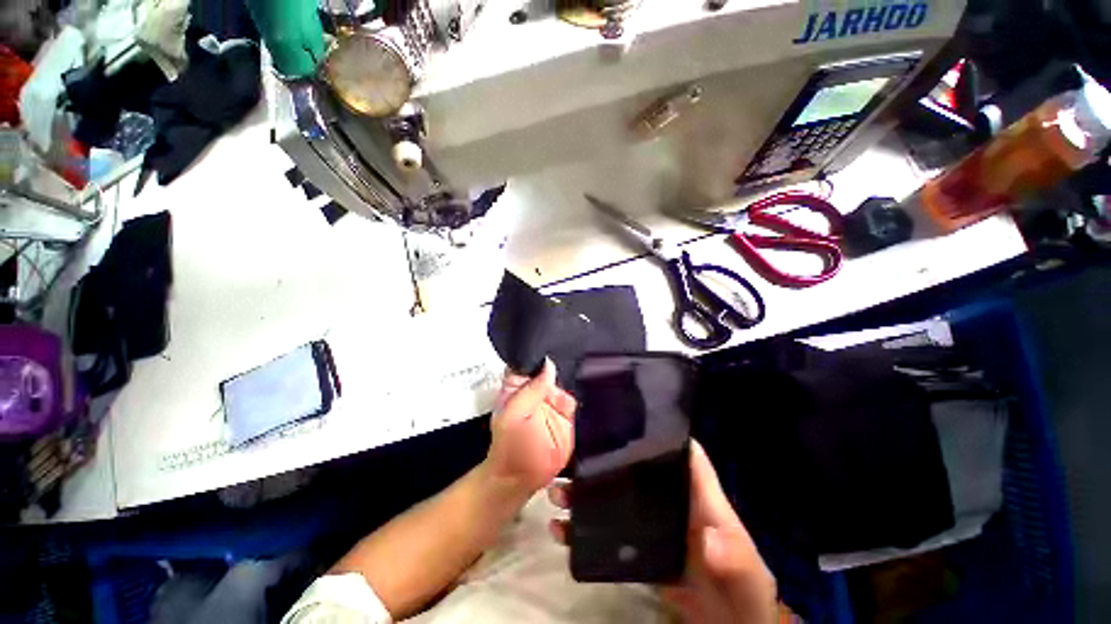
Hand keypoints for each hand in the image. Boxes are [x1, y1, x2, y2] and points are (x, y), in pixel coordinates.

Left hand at [486, 360, 576, 496]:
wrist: (522, 479)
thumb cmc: (510, 448)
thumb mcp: (514, 417)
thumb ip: (531, 391)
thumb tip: (549, 365)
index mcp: (519, 384)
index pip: (529, 359)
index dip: (540, 349)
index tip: (555, 339)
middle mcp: (537, 387)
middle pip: (551, 365)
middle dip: (562, 356)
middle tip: (575, 349)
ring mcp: (553, 399)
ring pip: (566, 379)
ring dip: (575, 373)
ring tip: (585, 367)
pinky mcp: (568, 412)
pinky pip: (577, 398)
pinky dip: (582, 393)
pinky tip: (588, 390)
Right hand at [547, 440, 776, 623]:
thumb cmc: (741, 590)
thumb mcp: (745, 572)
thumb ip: (731, 554)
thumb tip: (708, 539)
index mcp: (696, 496)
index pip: (679, 452)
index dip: (658, 430)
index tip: (624, 416)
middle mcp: (670, 502)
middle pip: (635, 470)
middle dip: (604, 460)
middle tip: (571, 456)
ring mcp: (652, 525)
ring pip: (615, 498)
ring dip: (586, 494)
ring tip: (558, 492)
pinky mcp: (639, 550)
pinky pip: (608, 533)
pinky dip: (585, 531)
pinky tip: (562, 531)